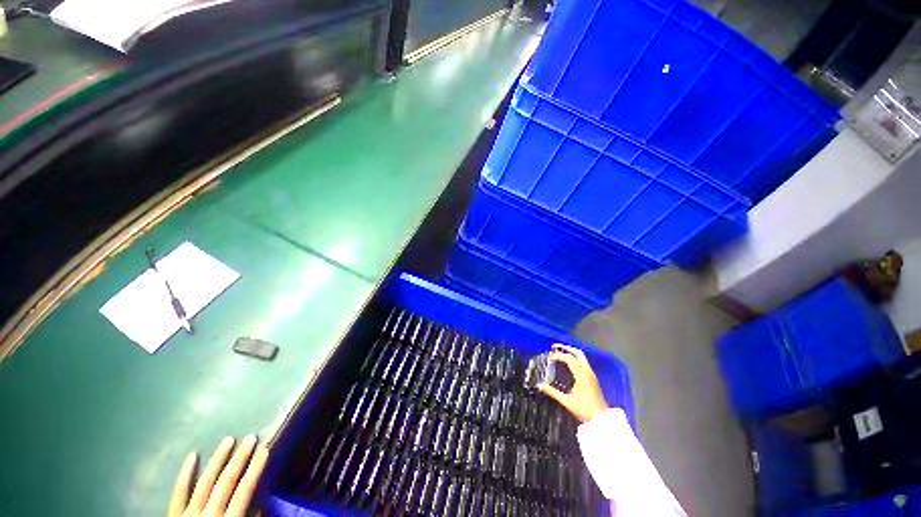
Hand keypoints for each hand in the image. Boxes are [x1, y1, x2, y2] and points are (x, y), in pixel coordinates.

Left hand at [169, 435, 268, 516]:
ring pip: (205, 481)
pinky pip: (178, 492)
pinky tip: (192, 456)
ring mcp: (188, 514)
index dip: (255, 469)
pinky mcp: (173, 515)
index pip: (244, 491)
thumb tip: (262, 505)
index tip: (264, 449)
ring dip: (217, 459)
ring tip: (228, 439)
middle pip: (226, 482)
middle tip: (250, 437)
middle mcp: (208, 515)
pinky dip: (185, 474)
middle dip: (239, 458)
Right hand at [537, 343, 608, 422]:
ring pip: (582, 357)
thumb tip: (539, 385)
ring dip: (571, 352)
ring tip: (561, 353)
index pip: (569, 359)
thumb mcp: (566, 401)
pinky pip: (584, 363)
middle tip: (555, 347)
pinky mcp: (593, 379)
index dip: (558, 356)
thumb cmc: (584, 410)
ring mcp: (592, 375)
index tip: (549, 358)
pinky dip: (575, 359)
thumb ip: (552, 392)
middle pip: (578, 353)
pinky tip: (569, 364)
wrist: (602, 420)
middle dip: (566, 348)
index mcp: (581, 375)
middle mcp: (588, 372)